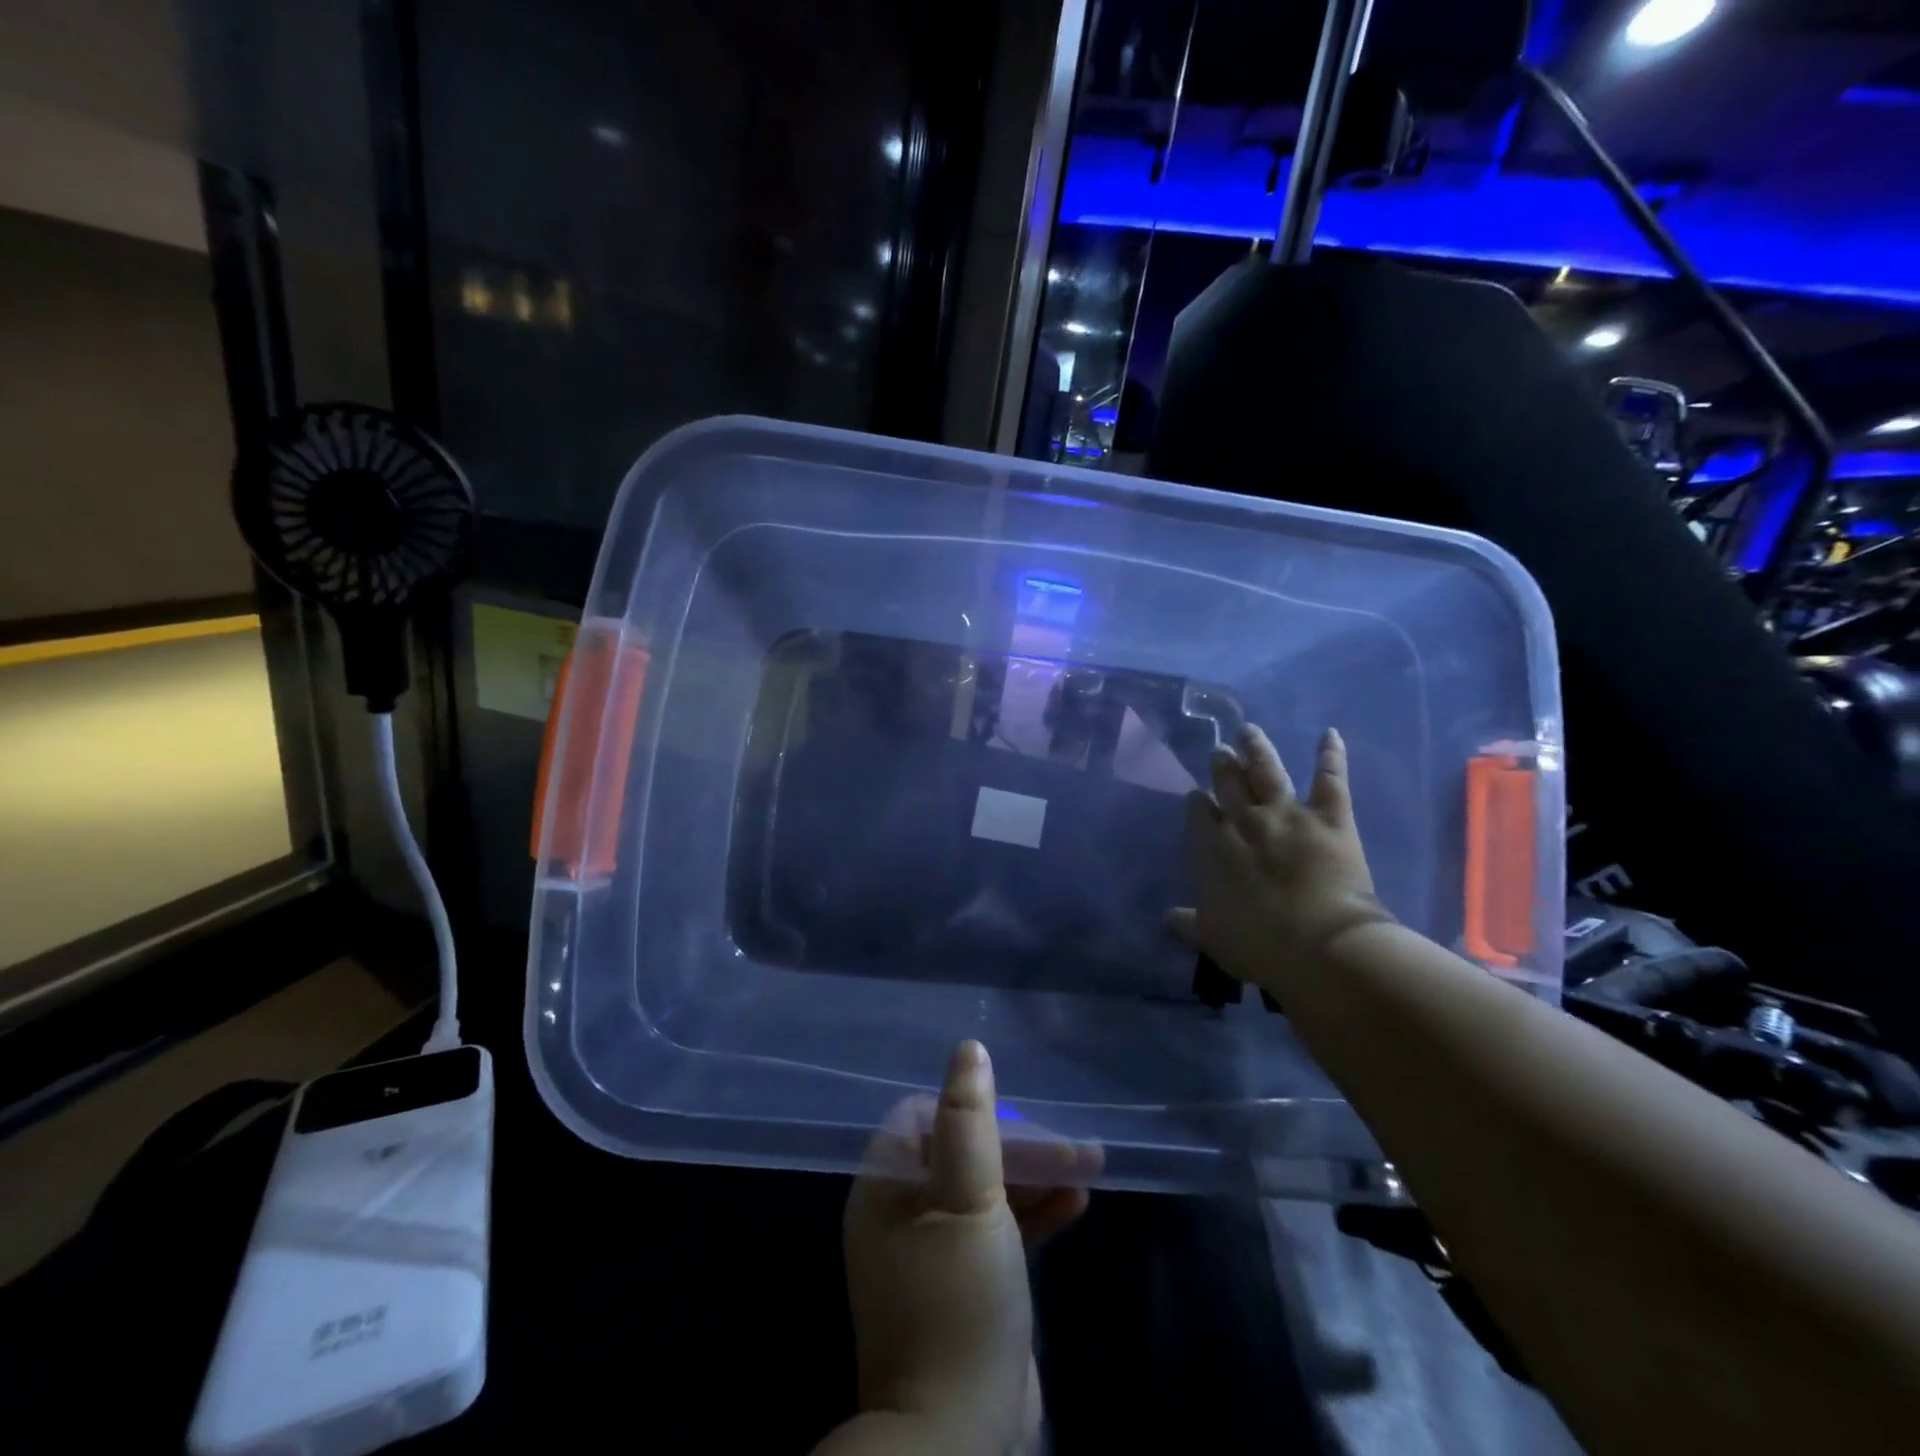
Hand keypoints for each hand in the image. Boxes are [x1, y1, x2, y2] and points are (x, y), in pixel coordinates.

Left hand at [830, 1041, 1098, 1454]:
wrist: (959, 1436)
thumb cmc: (958, 1300)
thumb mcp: (968, 1198)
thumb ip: (969, 1120)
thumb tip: (968, 1049)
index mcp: (886, 1188)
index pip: (922, 1118)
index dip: (969, 1110)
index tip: (1014, 1116)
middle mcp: (903, 1213)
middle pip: (962, 1153)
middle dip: (1019, 1147)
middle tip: (1071, 1146)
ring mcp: (935, 1253)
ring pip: (987, 1192)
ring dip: (1035, 1177)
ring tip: (1089, 1165)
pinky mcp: (967, 1285)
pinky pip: (999, 1232)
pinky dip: (1033, 1215)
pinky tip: (1077, 1204)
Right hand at [1167, 724, 1391, 1001]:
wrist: (1319, 944)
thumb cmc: (1259, 945)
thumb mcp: (1213, 938)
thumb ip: (1187, 924)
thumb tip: (1165, 919)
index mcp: (1213, 848)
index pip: (1199, 814)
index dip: (1198, 803)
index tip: (1197, 796)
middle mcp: (1245, 821)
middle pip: (1229, 784)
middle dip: (1222, 766)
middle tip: (1219, 750)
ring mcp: (1287, 814)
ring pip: (1267, 771)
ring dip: (1257, 749)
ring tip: (1249, 731)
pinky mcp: (1329, 817)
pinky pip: (1330, 778)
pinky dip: (1331, 755)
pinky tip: (1329, 734)